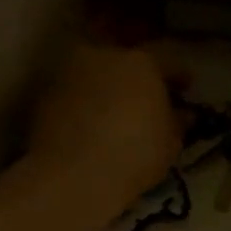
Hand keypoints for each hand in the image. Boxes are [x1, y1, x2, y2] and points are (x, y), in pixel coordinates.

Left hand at [28, 45, 181, 220]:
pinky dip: (82, 101)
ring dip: (106, 84)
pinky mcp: (45, 94)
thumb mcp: (170, 142)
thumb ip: (176, 122)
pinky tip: (88, 122)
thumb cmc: (133, 154)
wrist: (72, 175)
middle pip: (124, 57)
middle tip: (145, 95)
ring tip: (113, 109)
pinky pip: (73, 91)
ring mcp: (70, 72)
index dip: (178, 74)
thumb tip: (181, 114)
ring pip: (94, 71)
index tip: (185, 87)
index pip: (166, 59)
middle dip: (136, 73)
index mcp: (140, 61)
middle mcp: (102, 55)